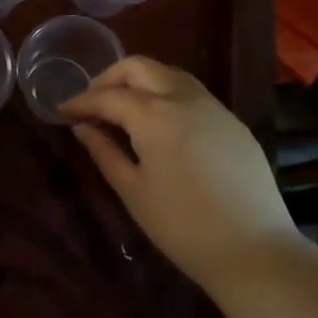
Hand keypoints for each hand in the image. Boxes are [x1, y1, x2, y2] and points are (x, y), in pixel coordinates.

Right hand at [63, 57, 295, 291]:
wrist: (255, 250)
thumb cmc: (182, 226)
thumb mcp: (133, 191)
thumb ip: (105, 152)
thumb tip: (83, 127)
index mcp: (153, 114)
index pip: (107, 96)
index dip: (81, 101)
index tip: (62, 111)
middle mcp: (183, 97)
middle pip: (139, 67)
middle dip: (110, 78)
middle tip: (92, 102)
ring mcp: (212, 106)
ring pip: (168, 73)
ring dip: (140, 81)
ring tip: (123, 108)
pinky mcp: (232, 121)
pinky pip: (192, 92)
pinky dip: (166, 94)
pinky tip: (160, 122)